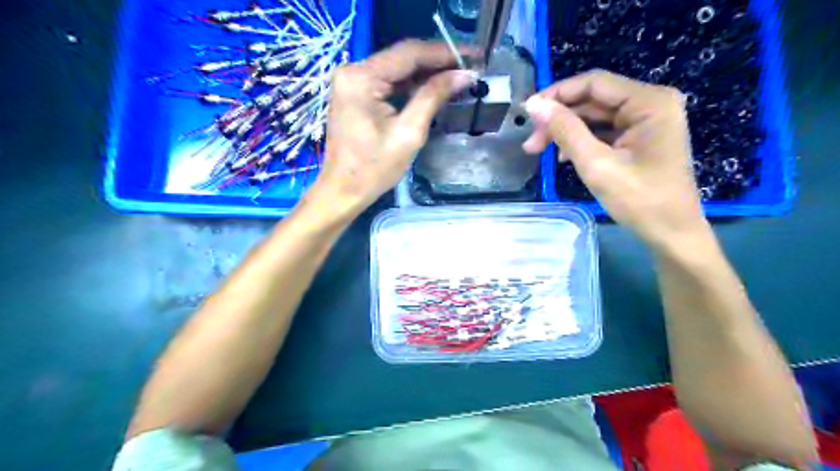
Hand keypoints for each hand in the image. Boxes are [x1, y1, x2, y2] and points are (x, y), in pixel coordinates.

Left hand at [304, 39, 474, 221]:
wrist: (344, 190)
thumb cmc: (374, 168)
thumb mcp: (409, 133)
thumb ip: (433, 97)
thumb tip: (464, 76)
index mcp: (361, 77)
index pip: (409, 53)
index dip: (445, 52)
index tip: (474, 55)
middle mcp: (353, 71)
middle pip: (402, 58)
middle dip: (438, 61)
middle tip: (470, 65)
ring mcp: (352, 82)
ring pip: (397, 70)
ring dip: (427, 73)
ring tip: (458, 75)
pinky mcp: (355, 94)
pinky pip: (388, 82)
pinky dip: (411, 85)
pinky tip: (434, 87)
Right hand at [524, 72, 706, 247]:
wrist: (671, 234)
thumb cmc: (639, 201)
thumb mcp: (596, 164)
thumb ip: (565, 130)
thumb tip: (534, 105)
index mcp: (649, 102)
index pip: (594, 83)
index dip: (557, 94)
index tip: (528, 112)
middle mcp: (651, 103)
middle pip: (593, 100)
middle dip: (559, 119)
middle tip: (531, 143)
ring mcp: (647, 121)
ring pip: (595, 116)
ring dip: (567, 131)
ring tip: (539, 151)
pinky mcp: (641, 138)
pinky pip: (604, 131)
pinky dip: (581, 141)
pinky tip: (564, 157)